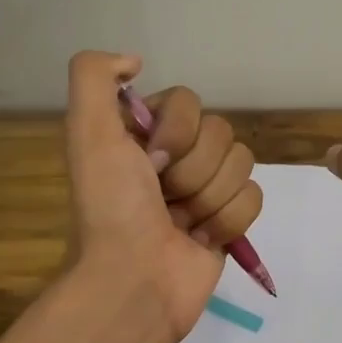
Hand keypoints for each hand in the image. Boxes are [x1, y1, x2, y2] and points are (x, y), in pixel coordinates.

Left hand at [64, 52, 262, 342]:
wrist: (134, 283)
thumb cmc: (112, 209)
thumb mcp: (87, 133)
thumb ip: (94, 77)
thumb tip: (135, 60)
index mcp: (144, 134)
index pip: (190, 102)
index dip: (176, 132)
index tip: (150, 163)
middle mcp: (176, 157)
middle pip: (221, 133)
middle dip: (194, 171)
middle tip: (164, 199)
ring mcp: (205, 189)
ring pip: (242, 164)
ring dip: (211, 198)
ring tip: (182, 224)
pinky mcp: (229, 220)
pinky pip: (254, 197)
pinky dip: (229, 221)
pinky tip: (201, 239)